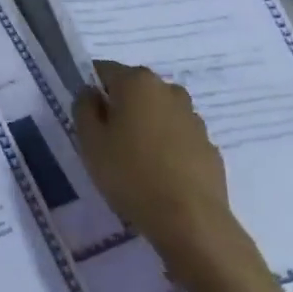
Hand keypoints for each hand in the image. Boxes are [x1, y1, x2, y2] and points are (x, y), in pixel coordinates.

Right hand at [72, 61, 240, 270]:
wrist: (190, 220)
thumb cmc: (130, 174)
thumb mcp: (90, 142)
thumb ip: (84, 108)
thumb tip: (90, 93)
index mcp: (137, 82)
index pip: (104, 70)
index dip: (91, 90)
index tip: (86, 116)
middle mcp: (168, 90)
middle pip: (134, 90)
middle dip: (119, 108)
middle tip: (107, 141)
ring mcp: (193, 117)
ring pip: (158, 113)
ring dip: (145, 126)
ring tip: (135, 161)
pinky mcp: (208, 145)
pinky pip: (177, 137)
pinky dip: (166, 147)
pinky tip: (160, 175)